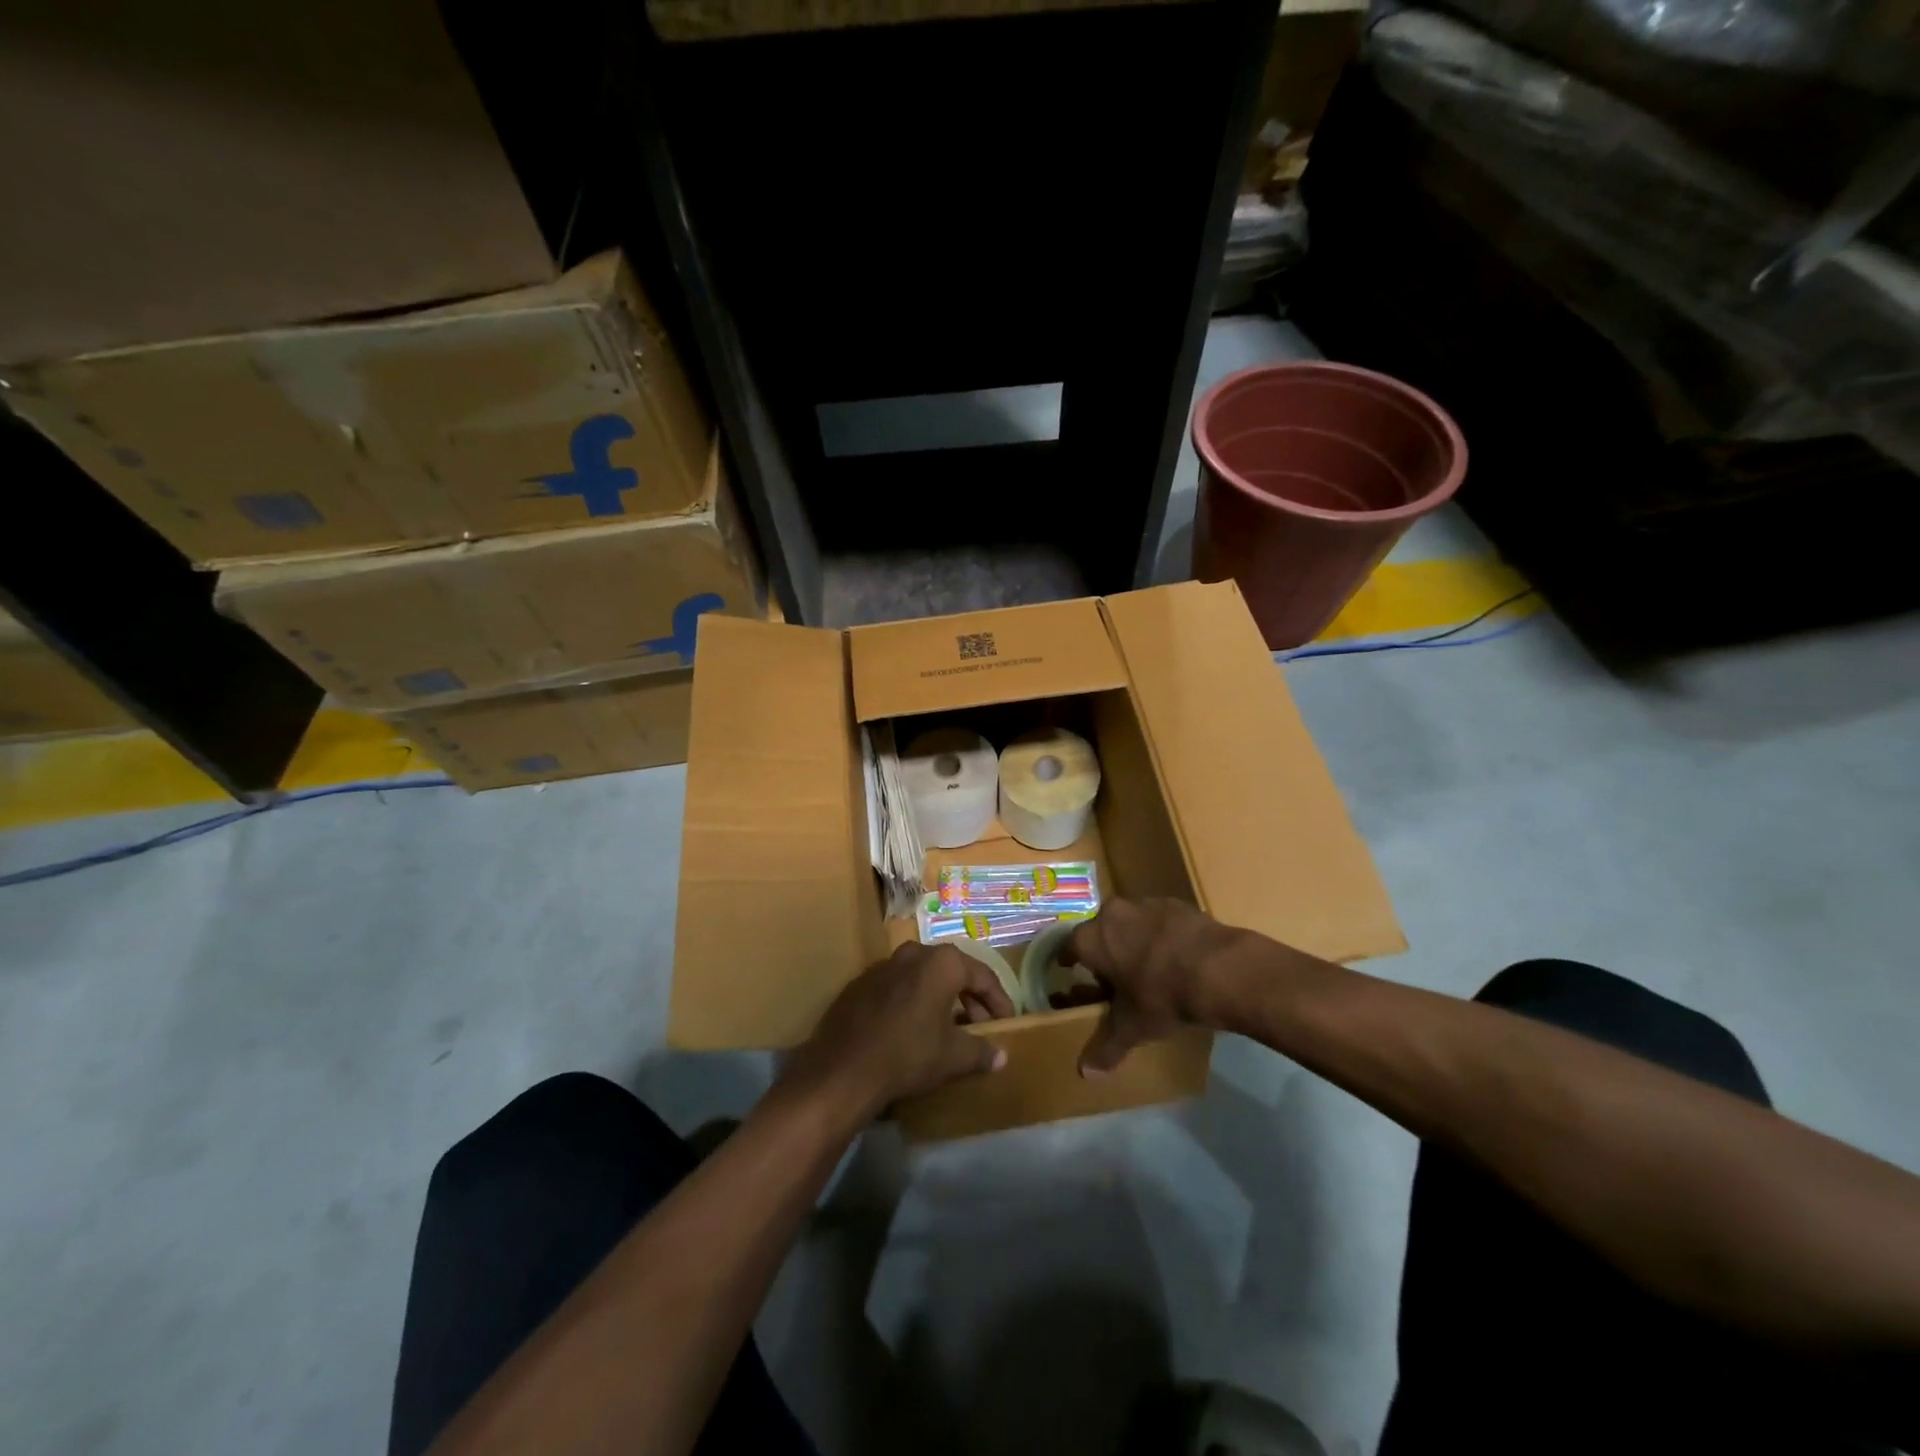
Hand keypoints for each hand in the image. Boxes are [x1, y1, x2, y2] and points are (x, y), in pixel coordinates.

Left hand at [782, 942, 1014, 1119]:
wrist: (843, 1069)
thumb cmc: (909, 1054)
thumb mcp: (952, 1057)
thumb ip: (981, 1051)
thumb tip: (1002, 1056)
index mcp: (942, 962)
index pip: (982, 975)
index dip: (999, 1000)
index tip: (1006, 1022)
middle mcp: (914, 953)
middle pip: (952, 972)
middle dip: (969, 999)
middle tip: (979, 1027)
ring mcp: (883, 966)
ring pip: (922, 978)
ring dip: (939, 999)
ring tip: (947, 1029)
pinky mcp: (859, 984)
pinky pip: (896, 988)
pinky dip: (911, 1003)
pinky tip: (911, 1030)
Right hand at [1065, 898, 1249, 1076]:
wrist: (1220, 969)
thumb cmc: (1162, 996)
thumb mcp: (1132, 1027)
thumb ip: (1106, 1047)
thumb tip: (1085, 1073)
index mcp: (1093, 938)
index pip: (1068, 946)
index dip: (1068, 961)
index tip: (1070, 971)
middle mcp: (1113, 913)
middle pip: (1100, 931)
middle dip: (1103, 950)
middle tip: (1112, 974)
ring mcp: (1147, 904)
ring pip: (1130, 922)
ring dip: (1133, 940)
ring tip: (1146, 966)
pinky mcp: (1178, 903)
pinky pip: (1159, 920)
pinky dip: (1161, 935)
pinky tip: (1175, 957)